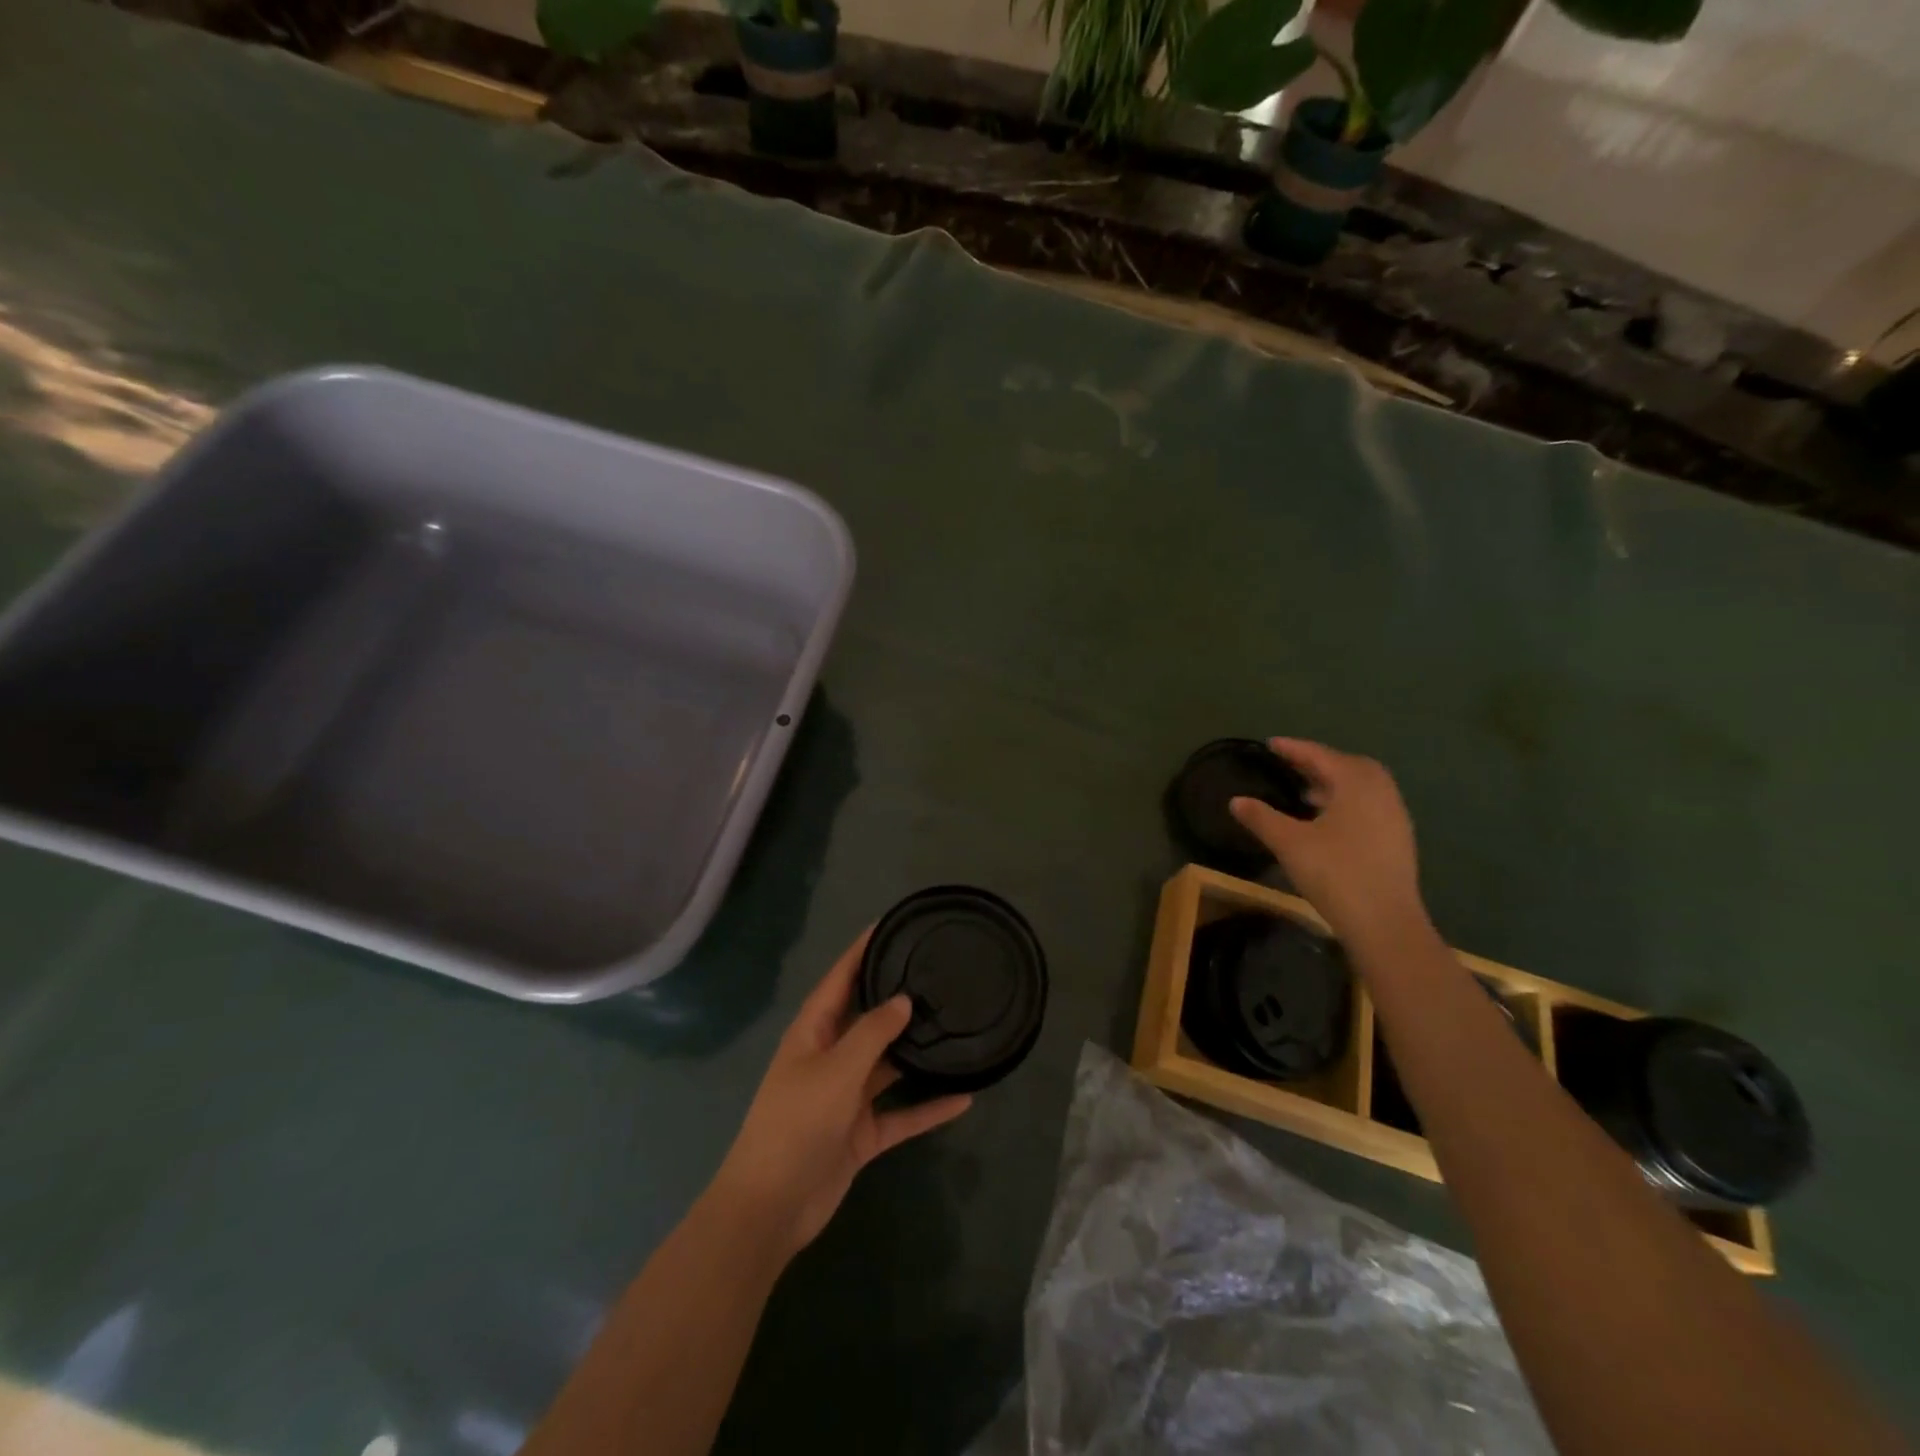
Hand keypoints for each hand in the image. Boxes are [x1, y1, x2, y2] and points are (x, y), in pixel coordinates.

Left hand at [710, 930, 971, 1260]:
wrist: (771, 1207)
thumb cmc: (797, 1123)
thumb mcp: (836, 1070)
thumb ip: (873, 1032)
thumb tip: (903, 999)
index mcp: (813, 1032)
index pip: (840, 978)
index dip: (862, 950)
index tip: (890, 924)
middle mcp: (830, 1057)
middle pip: (868, 1018)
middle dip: (897, 998)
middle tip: (938, 973)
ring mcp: (846, 1096)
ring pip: (888, 1065)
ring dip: (916, 1052)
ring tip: (956, 1026)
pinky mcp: (860, 1132)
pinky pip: (901, 1113)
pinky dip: (927, 1108)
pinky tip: (964, 1097)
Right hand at [1229, 738, 1427, 946]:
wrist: (1385, 922)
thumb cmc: (1335, 873)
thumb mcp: (1289, 843)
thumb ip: (1261, 818)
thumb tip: (1236, 800)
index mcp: (1357, 783)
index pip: (1321, 756)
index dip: (1294, 749)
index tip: (1270, 744)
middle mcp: (1381, 792)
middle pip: (1348, 766)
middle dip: (1318, 762)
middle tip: (1290, 765)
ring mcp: (1394, 817)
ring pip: (1361, 787)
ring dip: (1333, 783)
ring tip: (1304, 792)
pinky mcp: (1397, 840)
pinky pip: (1368, 806)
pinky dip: (1346, 802)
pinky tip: (1326, 821)